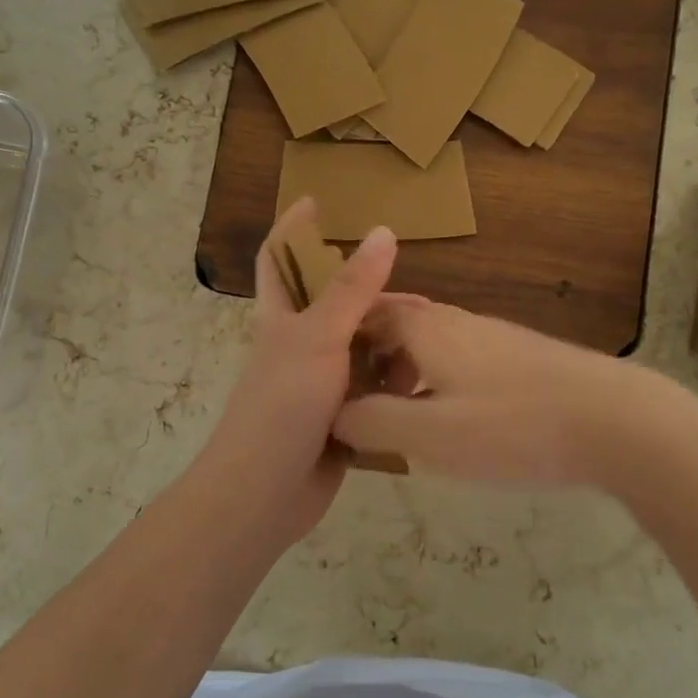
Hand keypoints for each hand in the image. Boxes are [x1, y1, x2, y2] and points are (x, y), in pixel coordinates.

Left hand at [196, 199, 396, 541]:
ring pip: (361, 351)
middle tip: (421, 302)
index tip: (316, 202)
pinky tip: (425, 382)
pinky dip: (394, 385)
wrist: (263, 495)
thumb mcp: (319, 338)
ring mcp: (319, 385)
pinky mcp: (339, 419)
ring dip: (391, 345)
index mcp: (281, 319)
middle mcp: (299, 346)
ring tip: (433, 345)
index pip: (278, 259)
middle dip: (375, 299)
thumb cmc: (283, 406)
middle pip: (337, 307)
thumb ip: (353, 288)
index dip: (293, 229)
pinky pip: (372, 391)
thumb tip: (384, 232)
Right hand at [332, 296, 658, 486]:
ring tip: (396, 413)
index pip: (369, 312)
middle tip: (353, 397)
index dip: (341, 337)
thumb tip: (334, 413)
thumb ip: (372, 421)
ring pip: (433, 343)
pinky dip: (438, 379)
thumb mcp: (429, 434)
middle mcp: (458, 321)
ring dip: (406, 369)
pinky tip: (451, 419)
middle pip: (400, 324)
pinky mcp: (523, 357)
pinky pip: (462, 359)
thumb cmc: (512, 426)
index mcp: (427, 329)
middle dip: (371, 354)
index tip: (321, 371)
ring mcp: (494, 337)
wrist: (616, 420)